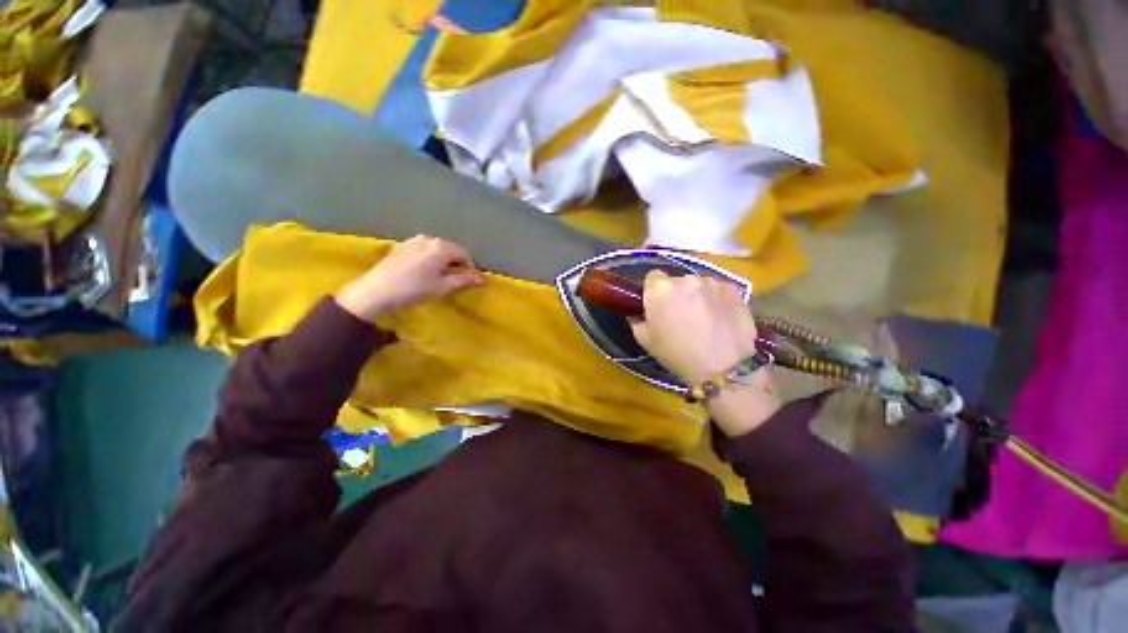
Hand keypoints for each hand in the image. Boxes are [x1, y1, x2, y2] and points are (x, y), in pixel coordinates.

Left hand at [335, 235, 483, 321]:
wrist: (378, 290)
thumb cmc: (415, 289)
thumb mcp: (443, 287)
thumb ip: (464, 280)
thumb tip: (481, 279)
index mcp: (441, 248)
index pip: (463, 253)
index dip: (469, 266)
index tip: (468, 279)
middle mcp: (429, 239)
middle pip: (450, 248)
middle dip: (456, 261)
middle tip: (455, 278)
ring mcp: (414, 240)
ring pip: (436, 247)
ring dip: (443, 258)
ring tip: (440, 274)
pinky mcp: (402, 245)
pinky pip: (424, 248)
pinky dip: (430, 257)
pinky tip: (424, 270)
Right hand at [630, 270, 780, 435]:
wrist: (723, 367)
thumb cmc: (677, 354)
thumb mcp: (645, 340)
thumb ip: (636, 320)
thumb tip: (636, 312)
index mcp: (660, 289)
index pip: (653, 277)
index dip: (654, 291)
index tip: (657, 306)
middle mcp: (685, 279)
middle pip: (676, 281)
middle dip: (676, 294)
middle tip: (679, 316)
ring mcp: (711, 282)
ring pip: (698, 285)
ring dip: (696, 296)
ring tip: (702, 319)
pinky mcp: (733, 289)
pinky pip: (717, 290)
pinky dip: (715, 299)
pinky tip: (719, 318)